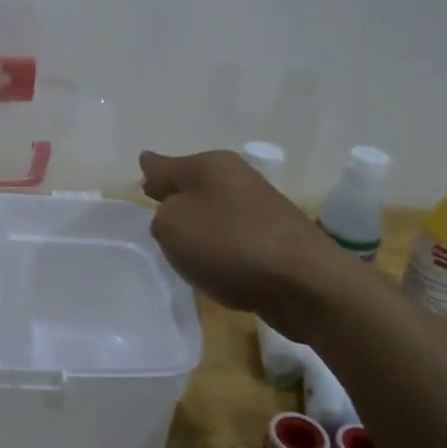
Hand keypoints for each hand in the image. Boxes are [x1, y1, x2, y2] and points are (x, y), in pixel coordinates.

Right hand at [140, 149, 360, 328]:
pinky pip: (234, 236)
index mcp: (209, 165)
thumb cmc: (228, 244)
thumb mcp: (172, 226)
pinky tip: (214, 262)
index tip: (142, 165)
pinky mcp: (275, 239)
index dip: (151, 168)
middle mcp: (236, 178)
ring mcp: (259, 207)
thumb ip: (161, 215)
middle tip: (156, 205)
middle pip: (194, 184)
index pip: (165, 164)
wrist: (304, 282)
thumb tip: (173, 212)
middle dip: (176, 194)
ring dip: (200, 222)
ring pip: (215, 209)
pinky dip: (221, 245)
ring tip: (181, 240)